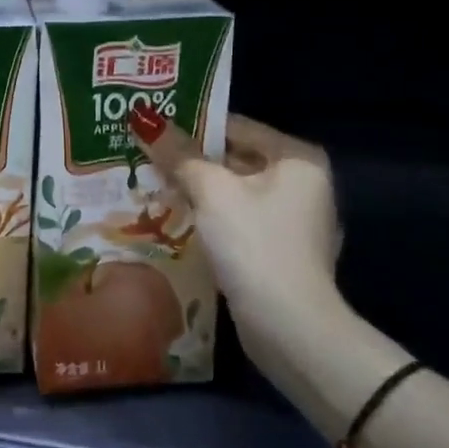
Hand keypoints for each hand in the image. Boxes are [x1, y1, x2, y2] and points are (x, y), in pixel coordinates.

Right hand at [128, 106, 346, 367]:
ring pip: (236, 193)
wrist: (289, 328)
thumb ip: (179, 155)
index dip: (193, 126)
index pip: (237, 127)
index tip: (153, 129)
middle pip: (237, 159)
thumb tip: (143, 119)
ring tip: (152, 185)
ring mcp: (296, 222)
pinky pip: (241, 221)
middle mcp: (304, 183)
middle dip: (193, 161)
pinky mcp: (283, 253)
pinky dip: (213, 219)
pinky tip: (179, 221)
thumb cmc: (254, 244)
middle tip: (145, 156)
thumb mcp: (211, 192)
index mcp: (297, 158)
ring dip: (199, 191)